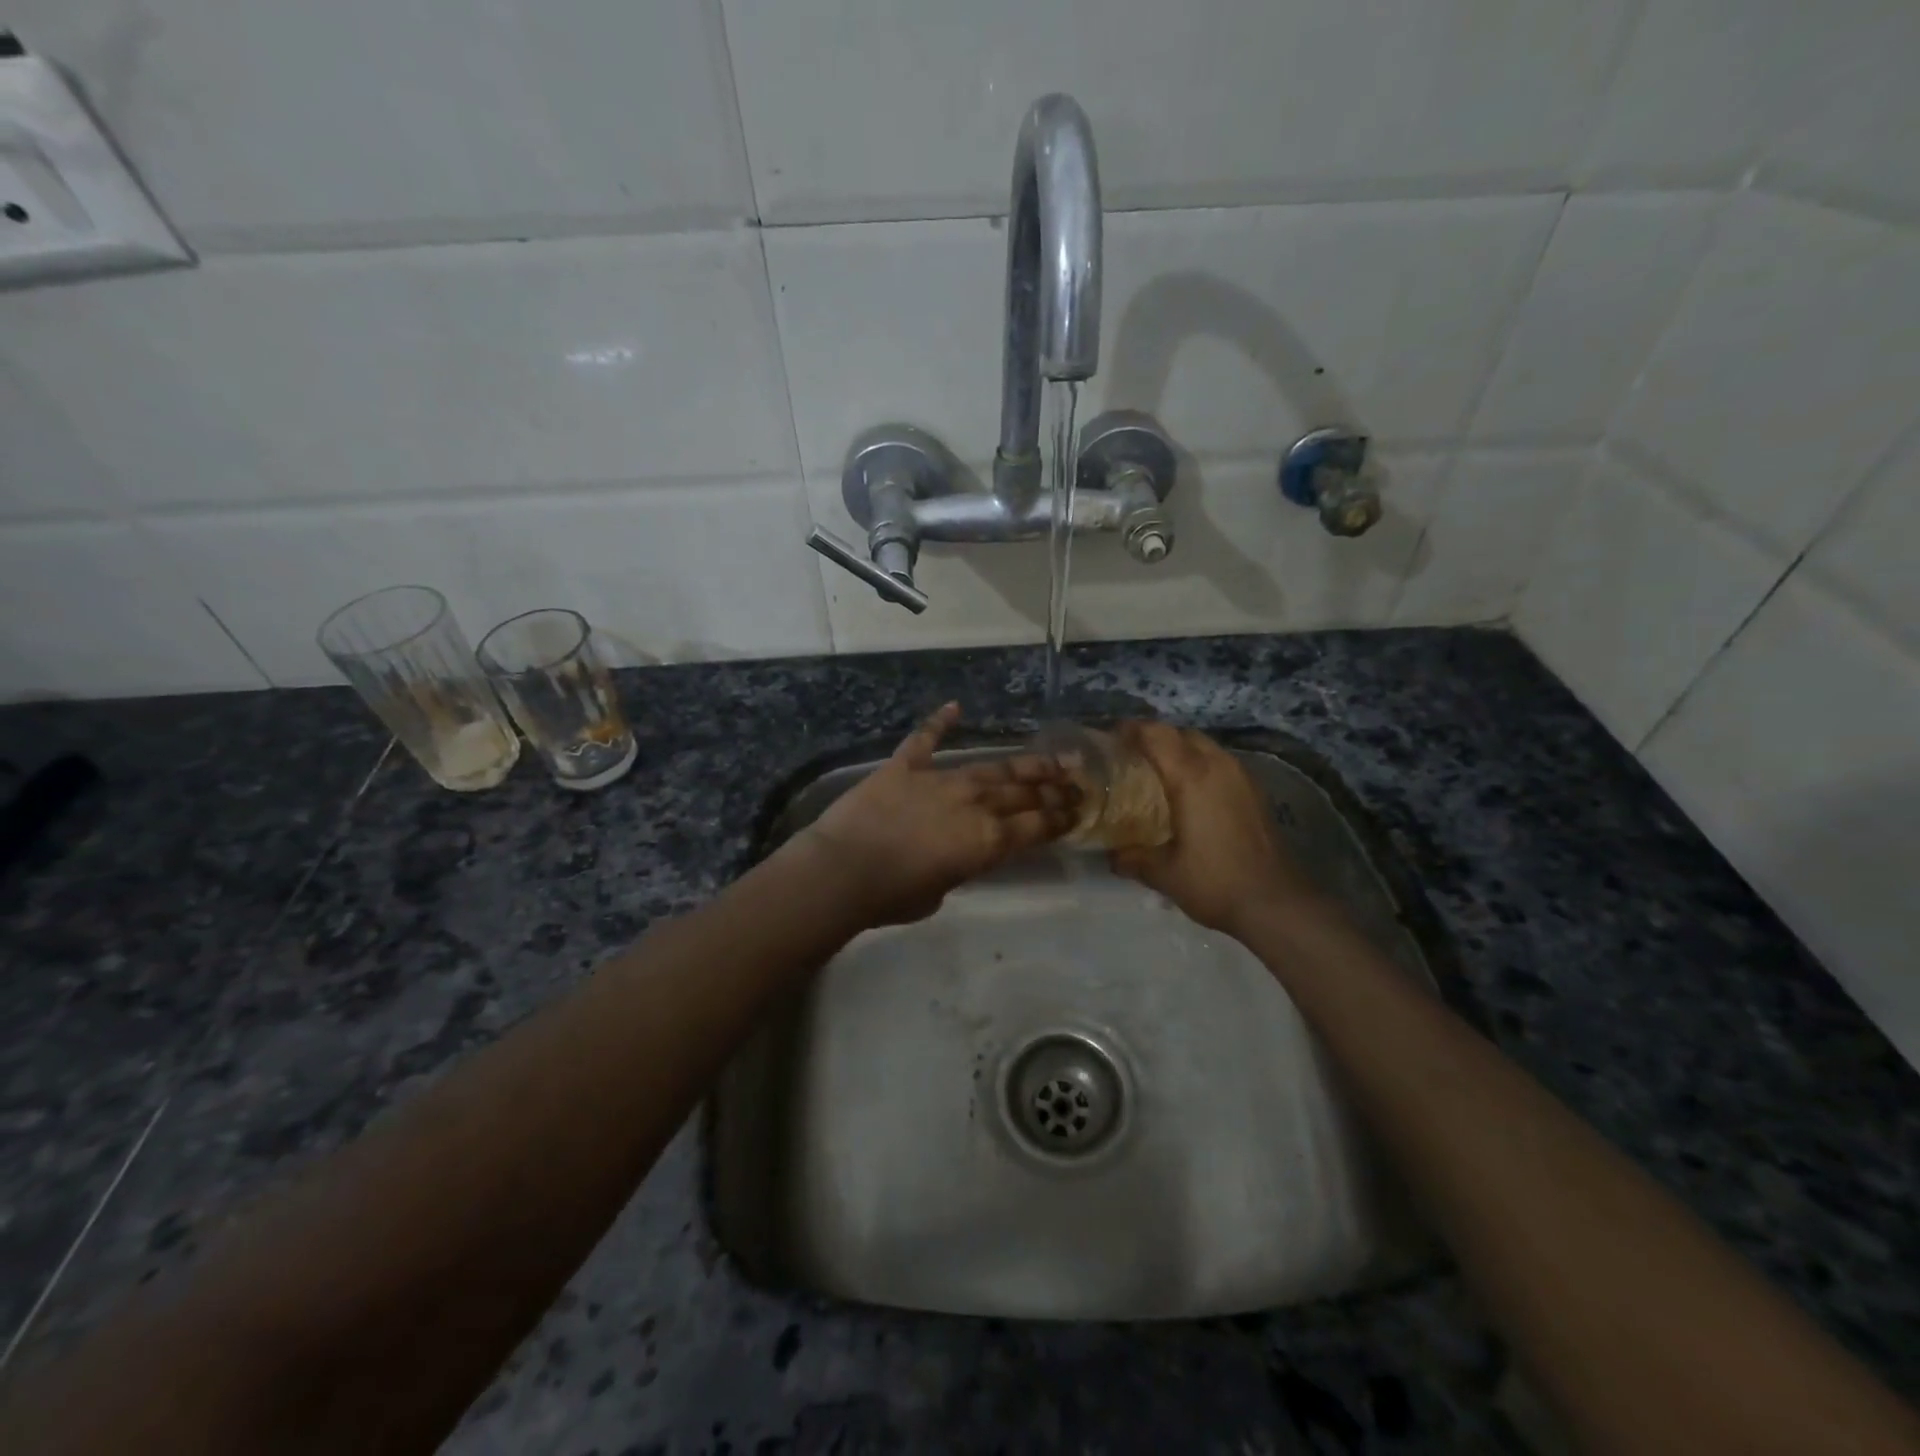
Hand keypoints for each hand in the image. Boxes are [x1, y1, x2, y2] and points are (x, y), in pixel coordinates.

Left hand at [793, 703, 1079, 927]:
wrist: (843, 870)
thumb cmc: (892, 897)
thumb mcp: (940, 893)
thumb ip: (959, 868)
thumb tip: (957, 854)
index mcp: (987, 841)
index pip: (1036, 826)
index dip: (1060, 818)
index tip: (1079, 809)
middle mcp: (973, 804)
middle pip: (1022, 793)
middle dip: (1053, 789)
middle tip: (1075, 782)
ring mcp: (940, 779)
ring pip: (989, 767)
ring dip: (1021, 763)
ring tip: (1047, 758)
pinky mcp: (905, 765)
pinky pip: (925, 738)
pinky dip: (939, 721)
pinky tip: (955, 707)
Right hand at [1107, 721, 1316, 935]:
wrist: (1276, 904)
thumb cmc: (1215, 881)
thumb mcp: (1163, 873)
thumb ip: (1132, 858)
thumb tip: (1111, 855)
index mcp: (1191, 776)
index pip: (1156, 734)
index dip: (1130, 730)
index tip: (1109, 739)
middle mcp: (1218, 766)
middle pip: (1182, 734)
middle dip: (1155, 738)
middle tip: (1131, 758)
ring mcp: (1242, 777)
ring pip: (1205, 746)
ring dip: (1180, 751)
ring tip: (1157, 775)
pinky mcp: (1255, 792)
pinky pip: (1220, 764)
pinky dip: (1200, 767)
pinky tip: (1189, 795)